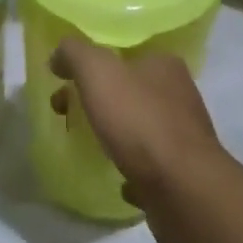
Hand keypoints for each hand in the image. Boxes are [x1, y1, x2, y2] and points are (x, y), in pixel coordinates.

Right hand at [48, 39, 231, 242]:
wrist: (183, 190)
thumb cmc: (139, 121)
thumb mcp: (97, 71)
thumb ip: (74, 53)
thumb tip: (59, 56)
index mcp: (165, 65)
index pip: (125, 53)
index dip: (92, 64)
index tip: (66, 81)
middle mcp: (179, 95)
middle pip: (127, 89)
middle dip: (94, 100)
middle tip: (64, 113)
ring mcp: (183, 136)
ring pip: (138, 126)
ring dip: (112, 133)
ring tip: (86, 146)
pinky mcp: (183, 173)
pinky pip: (149, 165)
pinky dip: (130, 167)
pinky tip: (116, 177)